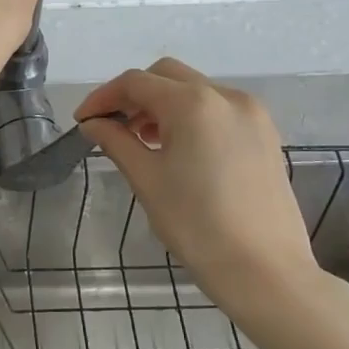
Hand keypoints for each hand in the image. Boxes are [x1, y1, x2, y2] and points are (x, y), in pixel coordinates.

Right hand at [76, 60, 333, 323]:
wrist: (266, 272)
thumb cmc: (197, 226)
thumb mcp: (146, 180)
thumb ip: (116, 141)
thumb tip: (93, 124)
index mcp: (193, 104)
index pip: (135, 82)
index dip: (103, 97)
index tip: (83, 121)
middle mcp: (226, 96)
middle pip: (166, 76)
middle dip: (133, 95)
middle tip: (111, 126)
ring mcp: (252, 114)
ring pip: (194, 90)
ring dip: (162, 104)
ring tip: (141, 140)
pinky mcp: (265, 135)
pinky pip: (217, 109)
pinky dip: (190, 116)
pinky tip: (176, 148)